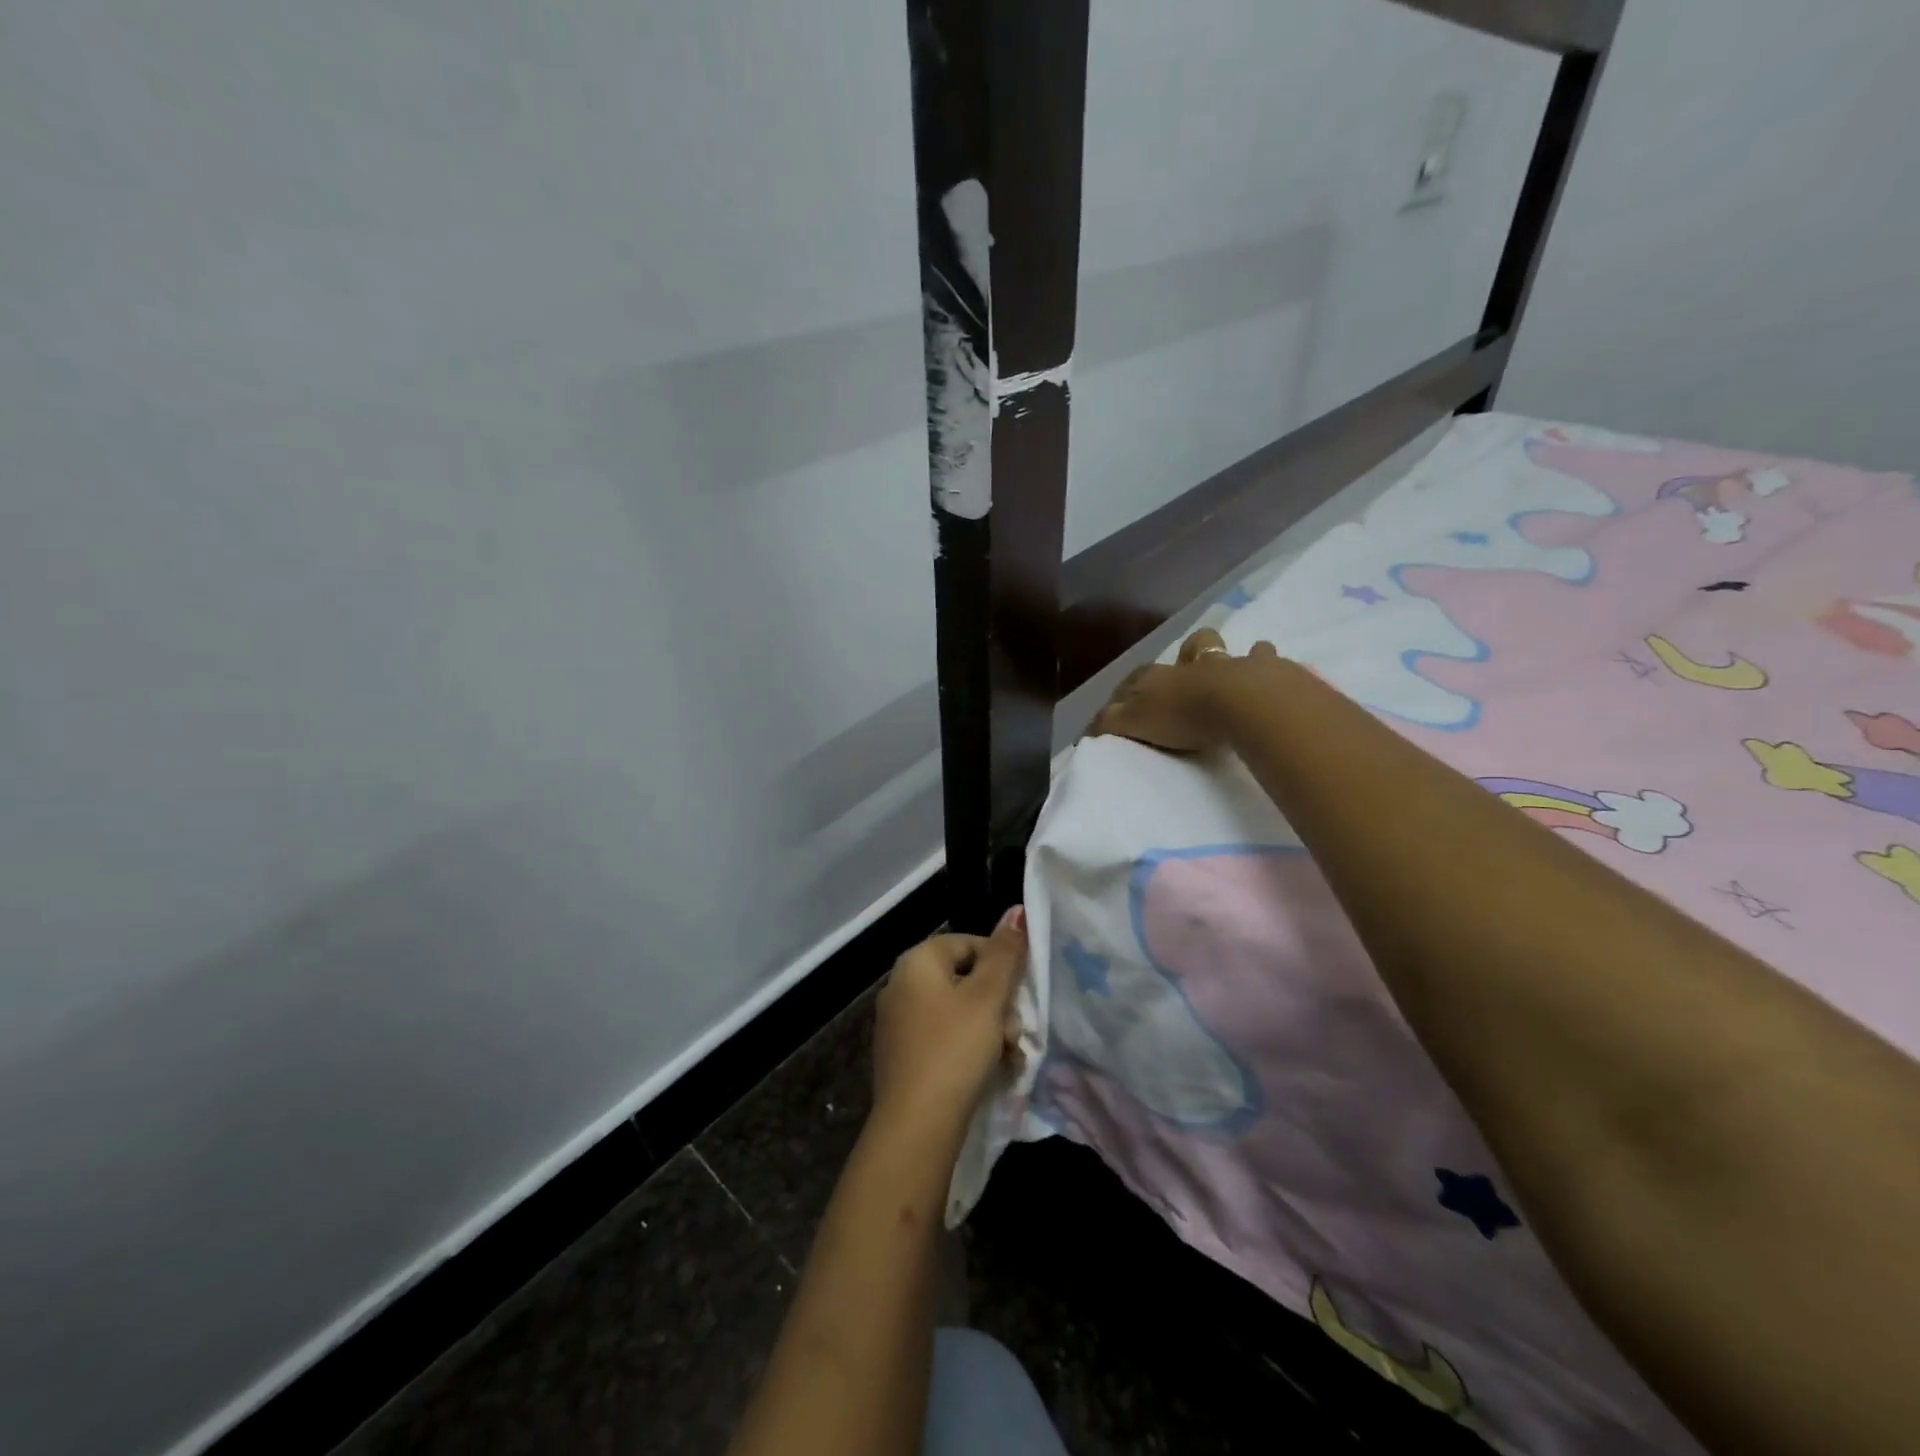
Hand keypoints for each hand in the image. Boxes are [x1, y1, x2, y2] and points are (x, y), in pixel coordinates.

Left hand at [871, 907, 1026, 1141]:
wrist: (915, 1126)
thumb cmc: (955, 1049)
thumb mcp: (987, 997)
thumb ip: (1005, 953)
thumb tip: (1016, 910)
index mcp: (916, 961)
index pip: (969, 944)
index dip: (1001, 965)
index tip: (1020, 996)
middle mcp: (900, 985)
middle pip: (964, 979)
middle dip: (997, 1004)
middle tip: (1014, 1033)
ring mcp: (897, 1022)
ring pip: (957, 1012)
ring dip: (988, 1030)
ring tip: (1007, 1057)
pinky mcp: (901, 1056)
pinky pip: (942, 1038)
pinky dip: (967, 1049)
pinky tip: (987, 1072)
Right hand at [1091, 627, 1280, 752]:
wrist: (1243, 703)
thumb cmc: (1184, 715)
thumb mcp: (1135, 723)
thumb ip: (1111, 723)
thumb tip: (1089, 726)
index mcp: (1160, 677)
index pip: (1137, 678)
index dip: (1129, 689)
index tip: (1125, 702)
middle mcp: (1195, 664)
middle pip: (1190, 649)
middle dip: (1188, 654)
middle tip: (1189, 668)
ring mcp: (1234, 664)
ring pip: (1229, 650)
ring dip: (1229, 655)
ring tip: (1236, 666)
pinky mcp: (1270, 672)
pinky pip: (1269, 660)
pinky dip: (1268, 662)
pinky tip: (1273, 669)